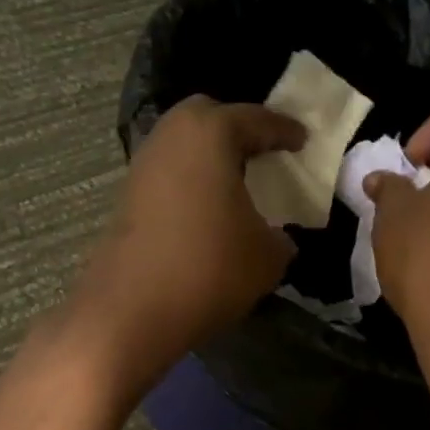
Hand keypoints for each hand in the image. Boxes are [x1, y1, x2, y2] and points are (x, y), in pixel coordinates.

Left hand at [66, 95, 303, 395]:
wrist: (132, 312)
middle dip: (237, 129)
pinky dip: (189, 183)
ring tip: (235, 185)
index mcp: (211, 133)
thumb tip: (276, 237)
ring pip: (183, 146)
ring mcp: (142, 166)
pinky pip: (168, 175)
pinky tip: (205, 211)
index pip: (257, 120)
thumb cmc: (209, 270)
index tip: (303, 140)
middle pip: (208, 117)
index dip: (284, 131)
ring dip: (209, 159)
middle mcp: (170, 136)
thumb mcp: (267, 257)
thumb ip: (280, 237)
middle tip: (262, 152)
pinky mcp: (126, 198)